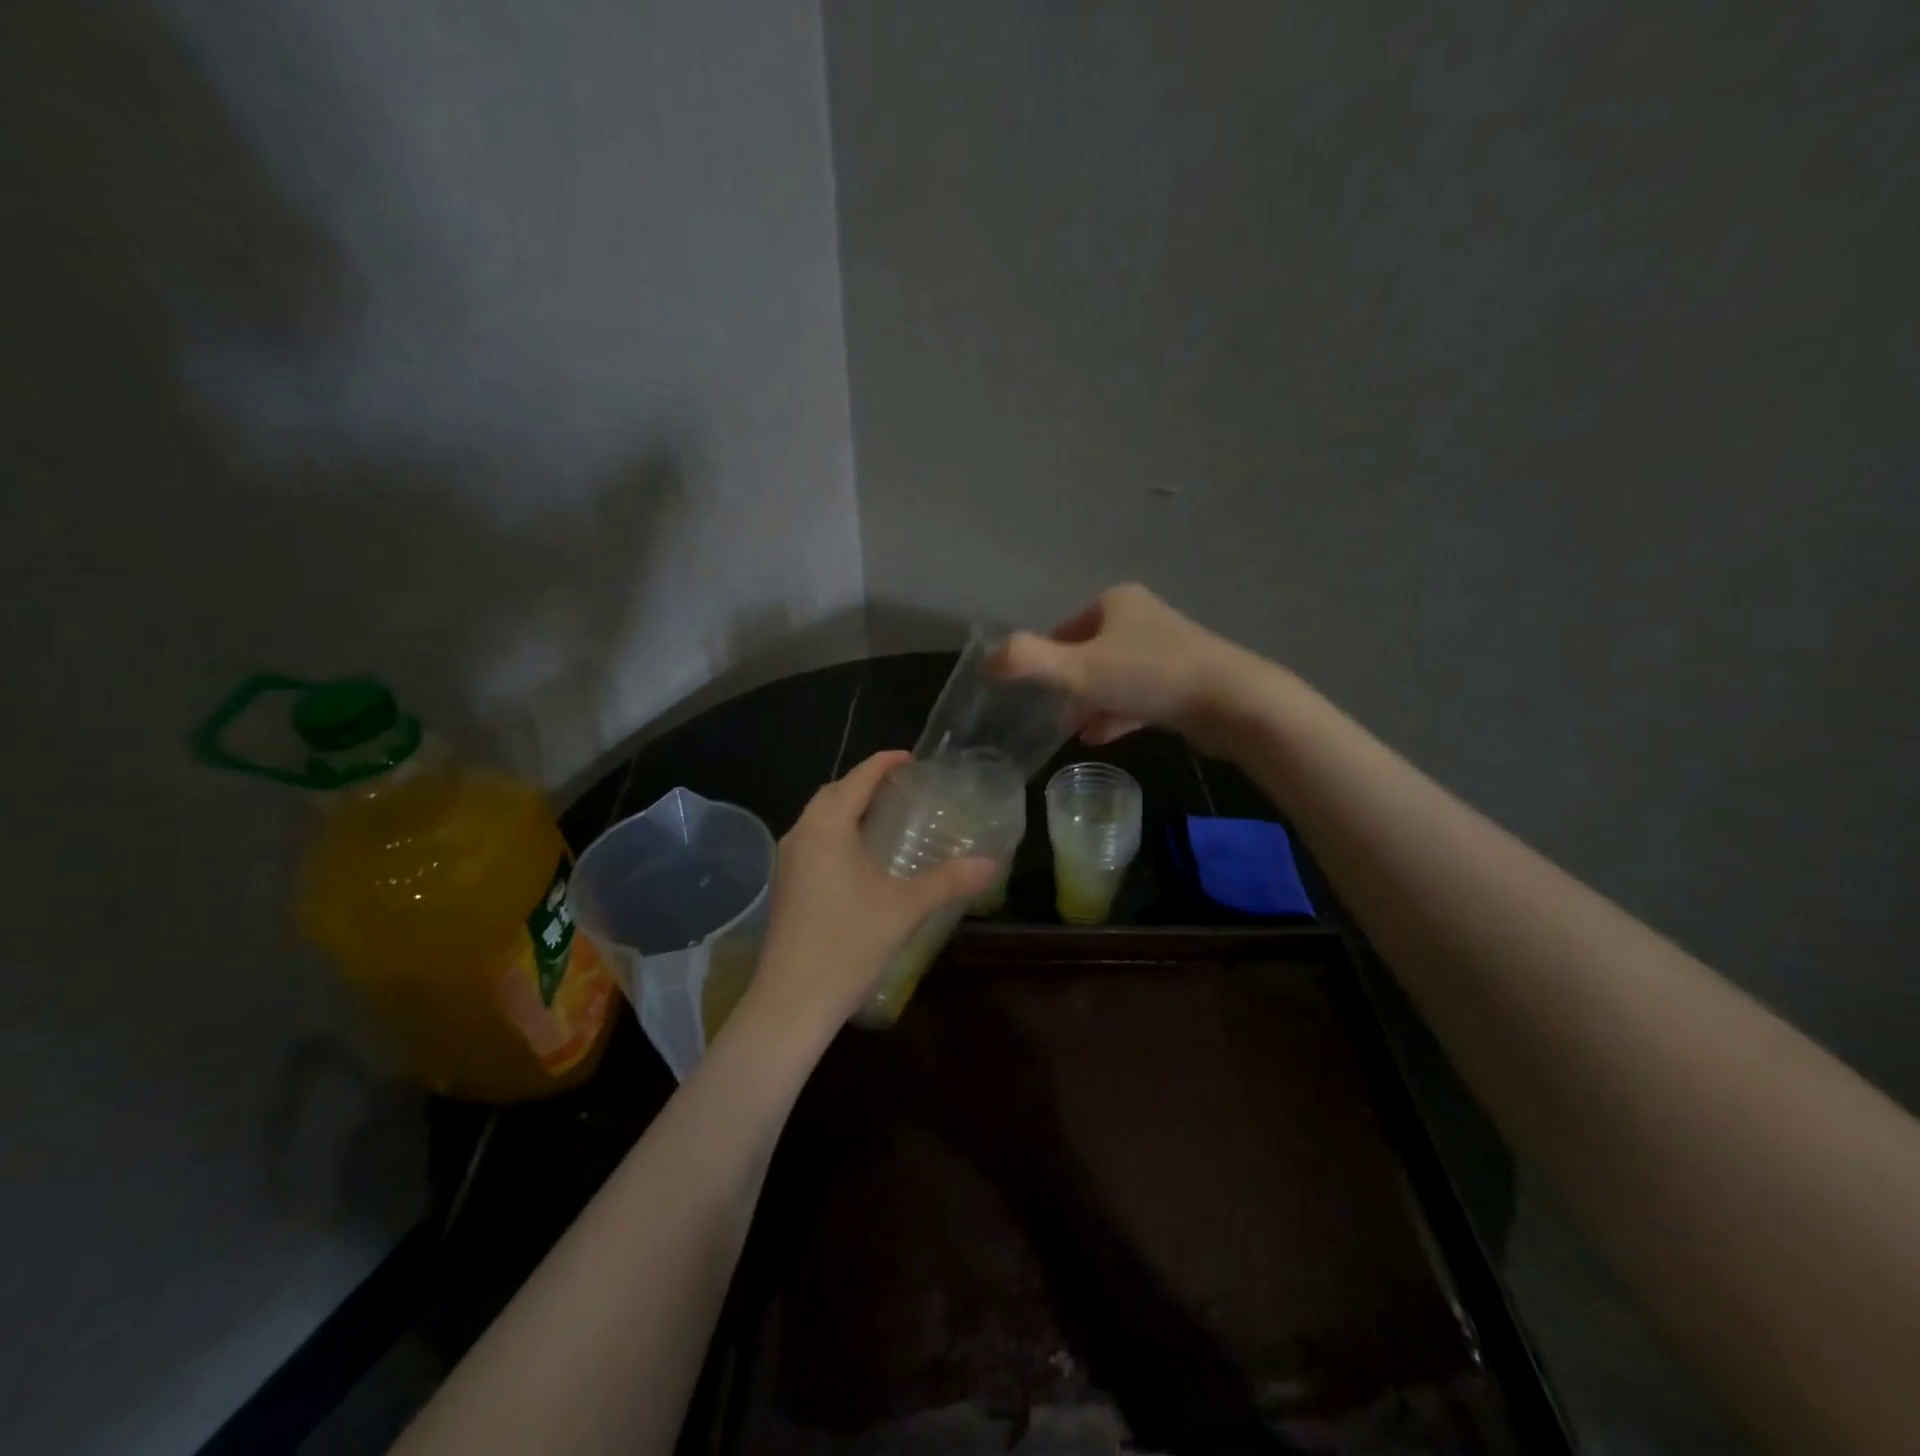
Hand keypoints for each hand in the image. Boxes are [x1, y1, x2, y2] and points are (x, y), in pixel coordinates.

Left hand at [749, 751, 996, 1028]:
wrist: (792, 1000)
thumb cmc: (848, 944)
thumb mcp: (905, 908)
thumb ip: (948, 881)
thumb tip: (991, 863)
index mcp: (827, 827)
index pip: (858, 779)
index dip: (884, 763)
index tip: (911, 758)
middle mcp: (801, 834)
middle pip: (833, 793)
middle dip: (865, 783)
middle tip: (901, 787)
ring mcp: (788, 860)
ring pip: (819, 817)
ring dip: (848, 808)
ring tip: (884, 816)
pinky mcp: (784, 884)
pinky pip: (812, 839)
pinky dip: (837, 832)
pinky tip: (859, 856)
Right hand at [997, 583, 1258, 753]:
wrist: (1232, 702)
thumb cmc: (1148, 676)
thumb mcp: (1077, 669)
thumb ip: (1026, 662)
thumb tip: (987, 660)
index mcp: (1116, 603)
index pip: (1065, 628)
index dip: (1043, 658)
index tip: (1030, 691)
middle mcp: (1143, 619)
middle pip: (1089, 652)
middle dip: (1068, 684)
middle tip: (1047, 713)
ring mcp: (1168, 650)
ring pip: (1115, 676)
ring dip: (1090, 702)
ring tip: (1069, 731)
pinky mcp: (1185, 682)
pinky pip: (1139, 696)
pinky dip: (1117, 714)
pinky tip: (1099, 738)